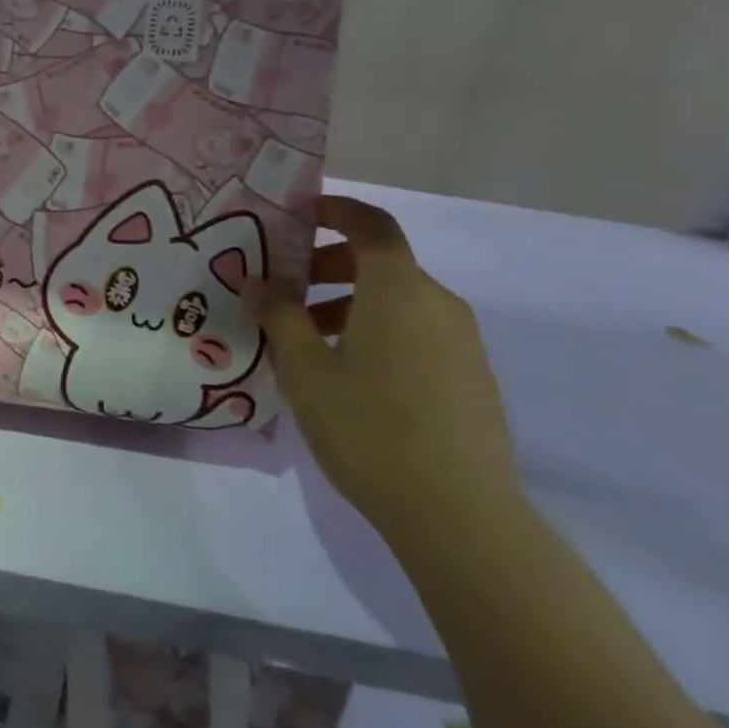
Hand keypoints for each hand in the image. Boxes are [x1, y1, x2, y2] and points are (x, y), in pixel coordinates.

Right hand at [251, 196, 521, 554]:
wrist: (460, 517)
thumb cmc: (370, 428)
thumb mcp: (305, 369)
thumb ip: (279, 315)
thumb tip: (258, 281)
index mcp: (398, 289)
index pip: (371, 224)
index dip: (335, 210)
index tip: (296, 217)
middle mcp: (437, 303)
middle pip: (381, 262)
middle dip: (328, 264)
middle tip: (286, 291)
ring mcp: (461, 343)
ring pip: (397, 300)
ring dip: (349, 302)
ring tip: (307, 341)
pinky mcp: (471, 378)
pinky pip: (416, 331)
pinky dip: (377, 330)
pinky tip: (348, 376)